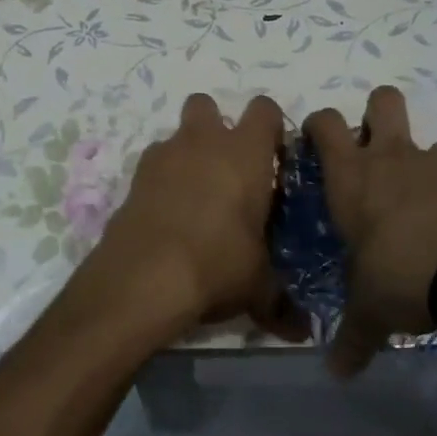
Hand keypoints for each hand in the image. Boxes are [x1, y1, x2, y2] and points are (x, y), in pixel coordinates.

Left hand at [81, 93, 305, 343]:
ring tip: (194, 198)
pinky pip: (153, 165)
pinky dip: (161, 180)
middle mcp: (204, 141)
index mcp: (245, 152)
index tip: (273, 157)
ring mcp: (164, 155)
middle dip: (217, 126)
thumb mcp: (257, 285)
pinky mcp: (134, 177)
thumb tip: (302, 331)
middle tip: (227, 168)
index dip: (270, 127)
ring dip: (187, 154)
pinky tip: (166, 215)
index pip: (265, 109)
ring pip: (177, 134)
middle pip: (208, 104)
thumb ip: (280, 299)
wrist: (144, 277)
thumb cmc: (217, 264)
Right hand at [305, 86, 436, 375]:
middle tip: (371, 151)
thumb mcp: (370, 311)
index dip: (318, 126)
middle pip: (382, 99)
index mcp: (350, 177)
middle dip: (375, 113)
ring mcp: (432, 164)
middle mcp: (388, 158)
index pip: (324, 123)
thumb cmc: (401, 276)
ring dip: (418, 159)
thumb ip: (351, 338)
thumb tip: (336, 374)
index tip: (316, 146)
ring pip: (424, 137)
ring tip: (415, 198)